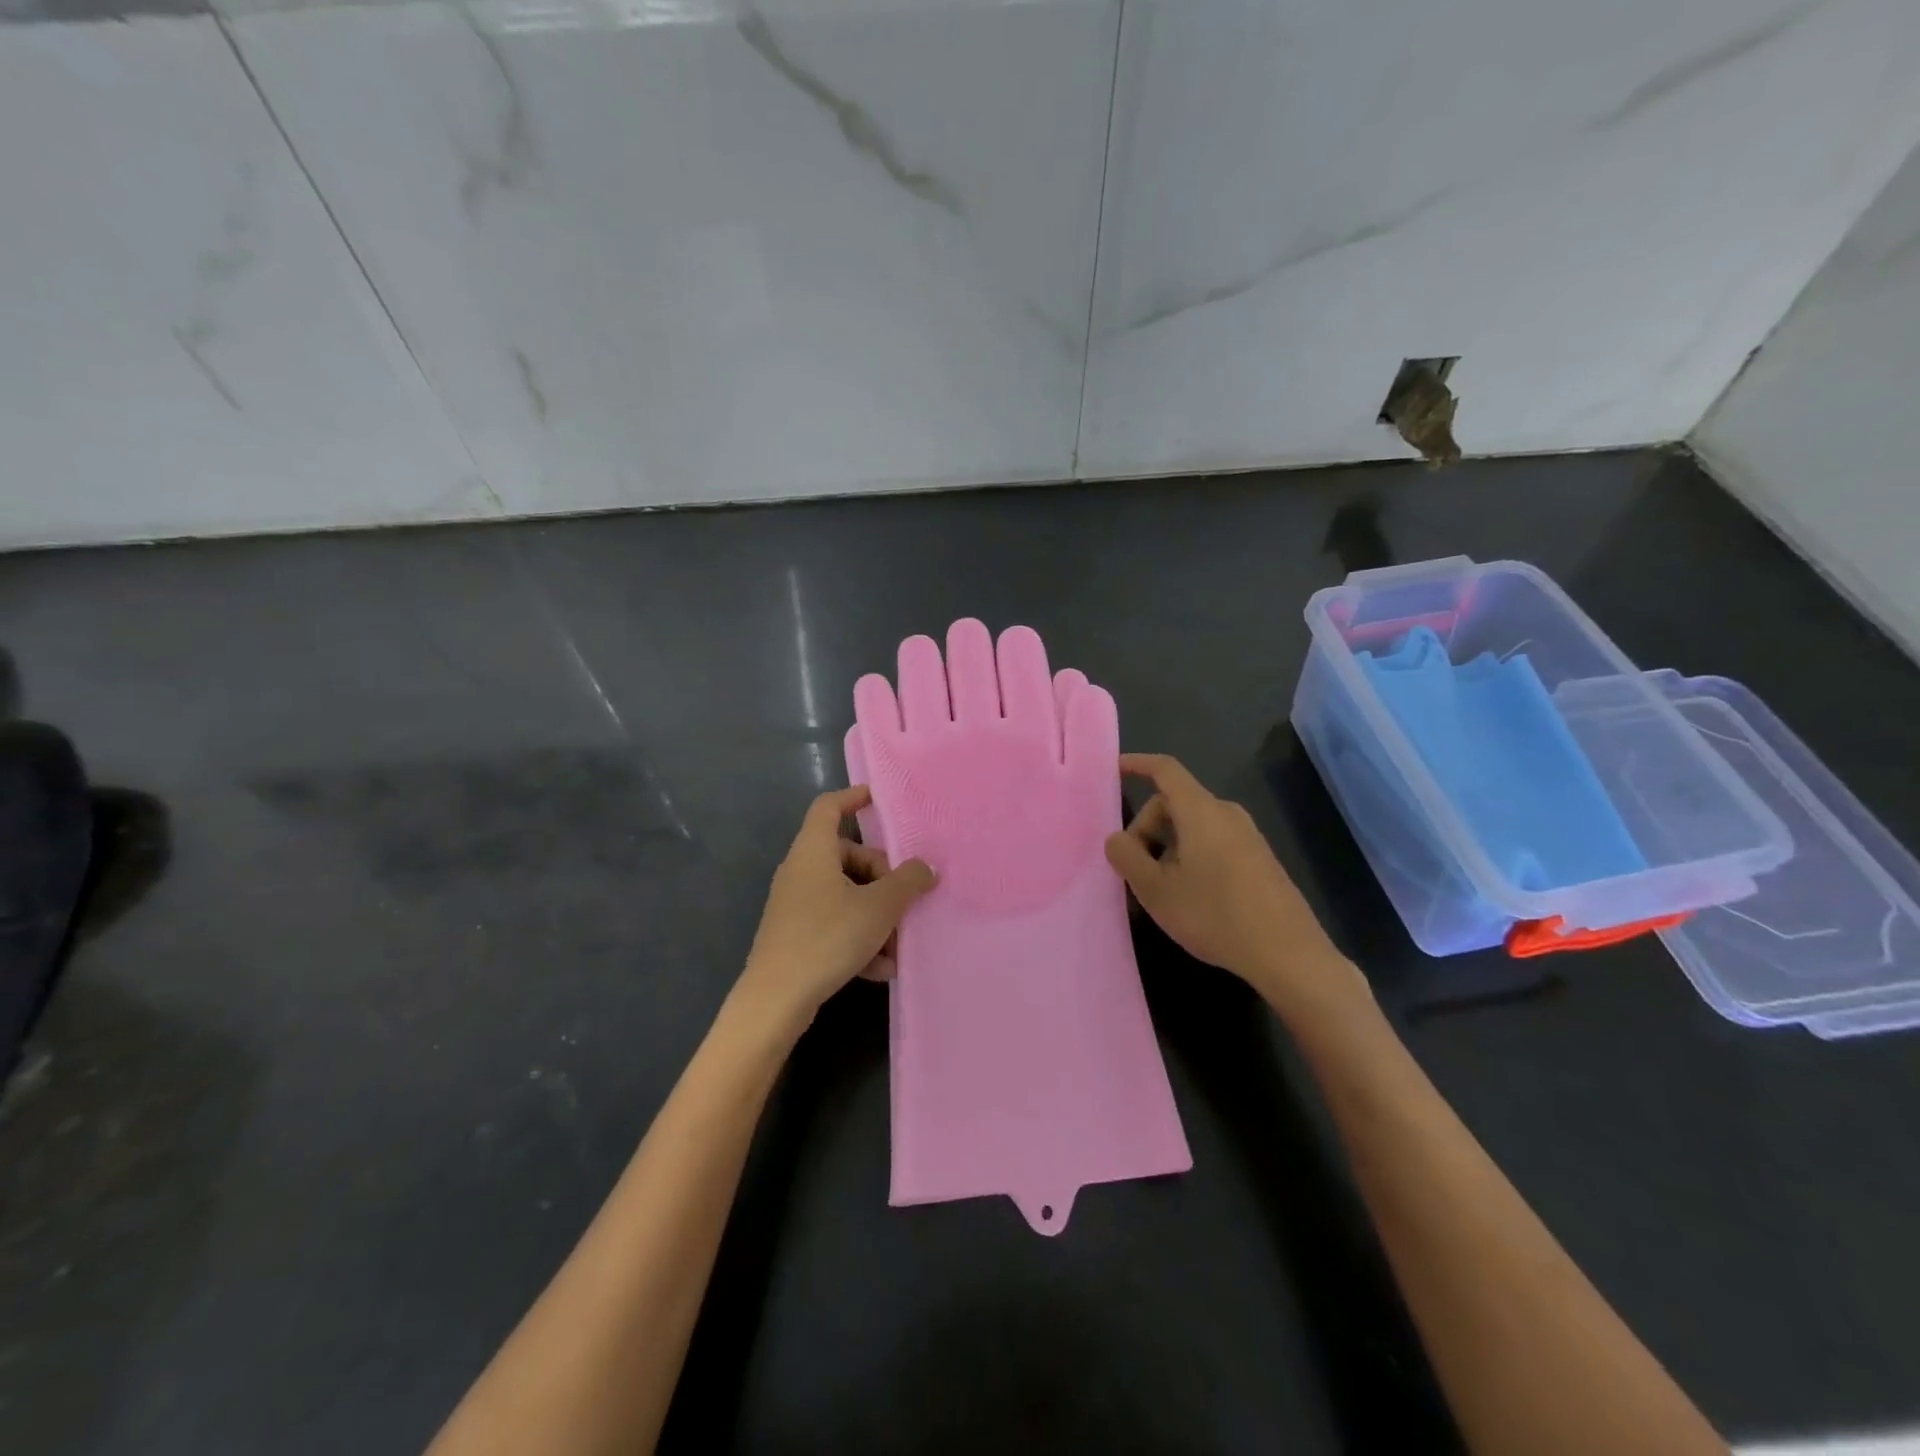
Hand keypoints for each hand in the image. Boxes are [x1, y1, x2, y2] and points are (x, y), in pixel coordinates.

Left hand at [737, 786, 936, 1033]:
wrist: (775, 999)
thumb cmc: (828, 937)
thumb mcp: (879, 907)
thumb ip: (908, 882)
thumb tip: (926, 868)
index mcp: (814, 851)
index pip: (829, 807)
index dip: (854, 797)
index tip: (879, 800)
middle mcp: (801, 871)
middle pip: (848, 856)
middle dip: (882, 878)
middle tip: (904, 902)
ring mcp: (795, 904)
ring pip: (845, 895)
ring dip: (876, 916)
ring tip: (898, 947)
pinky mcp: (794, 934)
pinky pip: (835, 923)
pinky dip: (859, 938)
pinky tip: (880, 969)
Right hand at [1104, 754, 1367, 1018]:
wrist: (1288, 954)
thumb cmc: (1215, 915)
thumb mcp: (1156, 890)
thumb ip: (1127, 857)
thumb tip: (1116, 838)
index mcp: (1201, 811)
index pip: (1165, 770)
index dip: (1137, 764)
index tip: (1113, 770)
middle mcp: (1226, 813)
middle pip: (1174, 802)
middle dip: (1147, 827)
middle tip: (1136, 869)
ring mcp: (1248, 835)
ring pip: (1193, 825)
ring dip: (1168, 846)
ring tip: (1162, 888)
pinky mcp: (1259, 858)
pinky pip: (1213, 841)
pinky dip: (1191, 855)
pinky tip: (1191, 896)